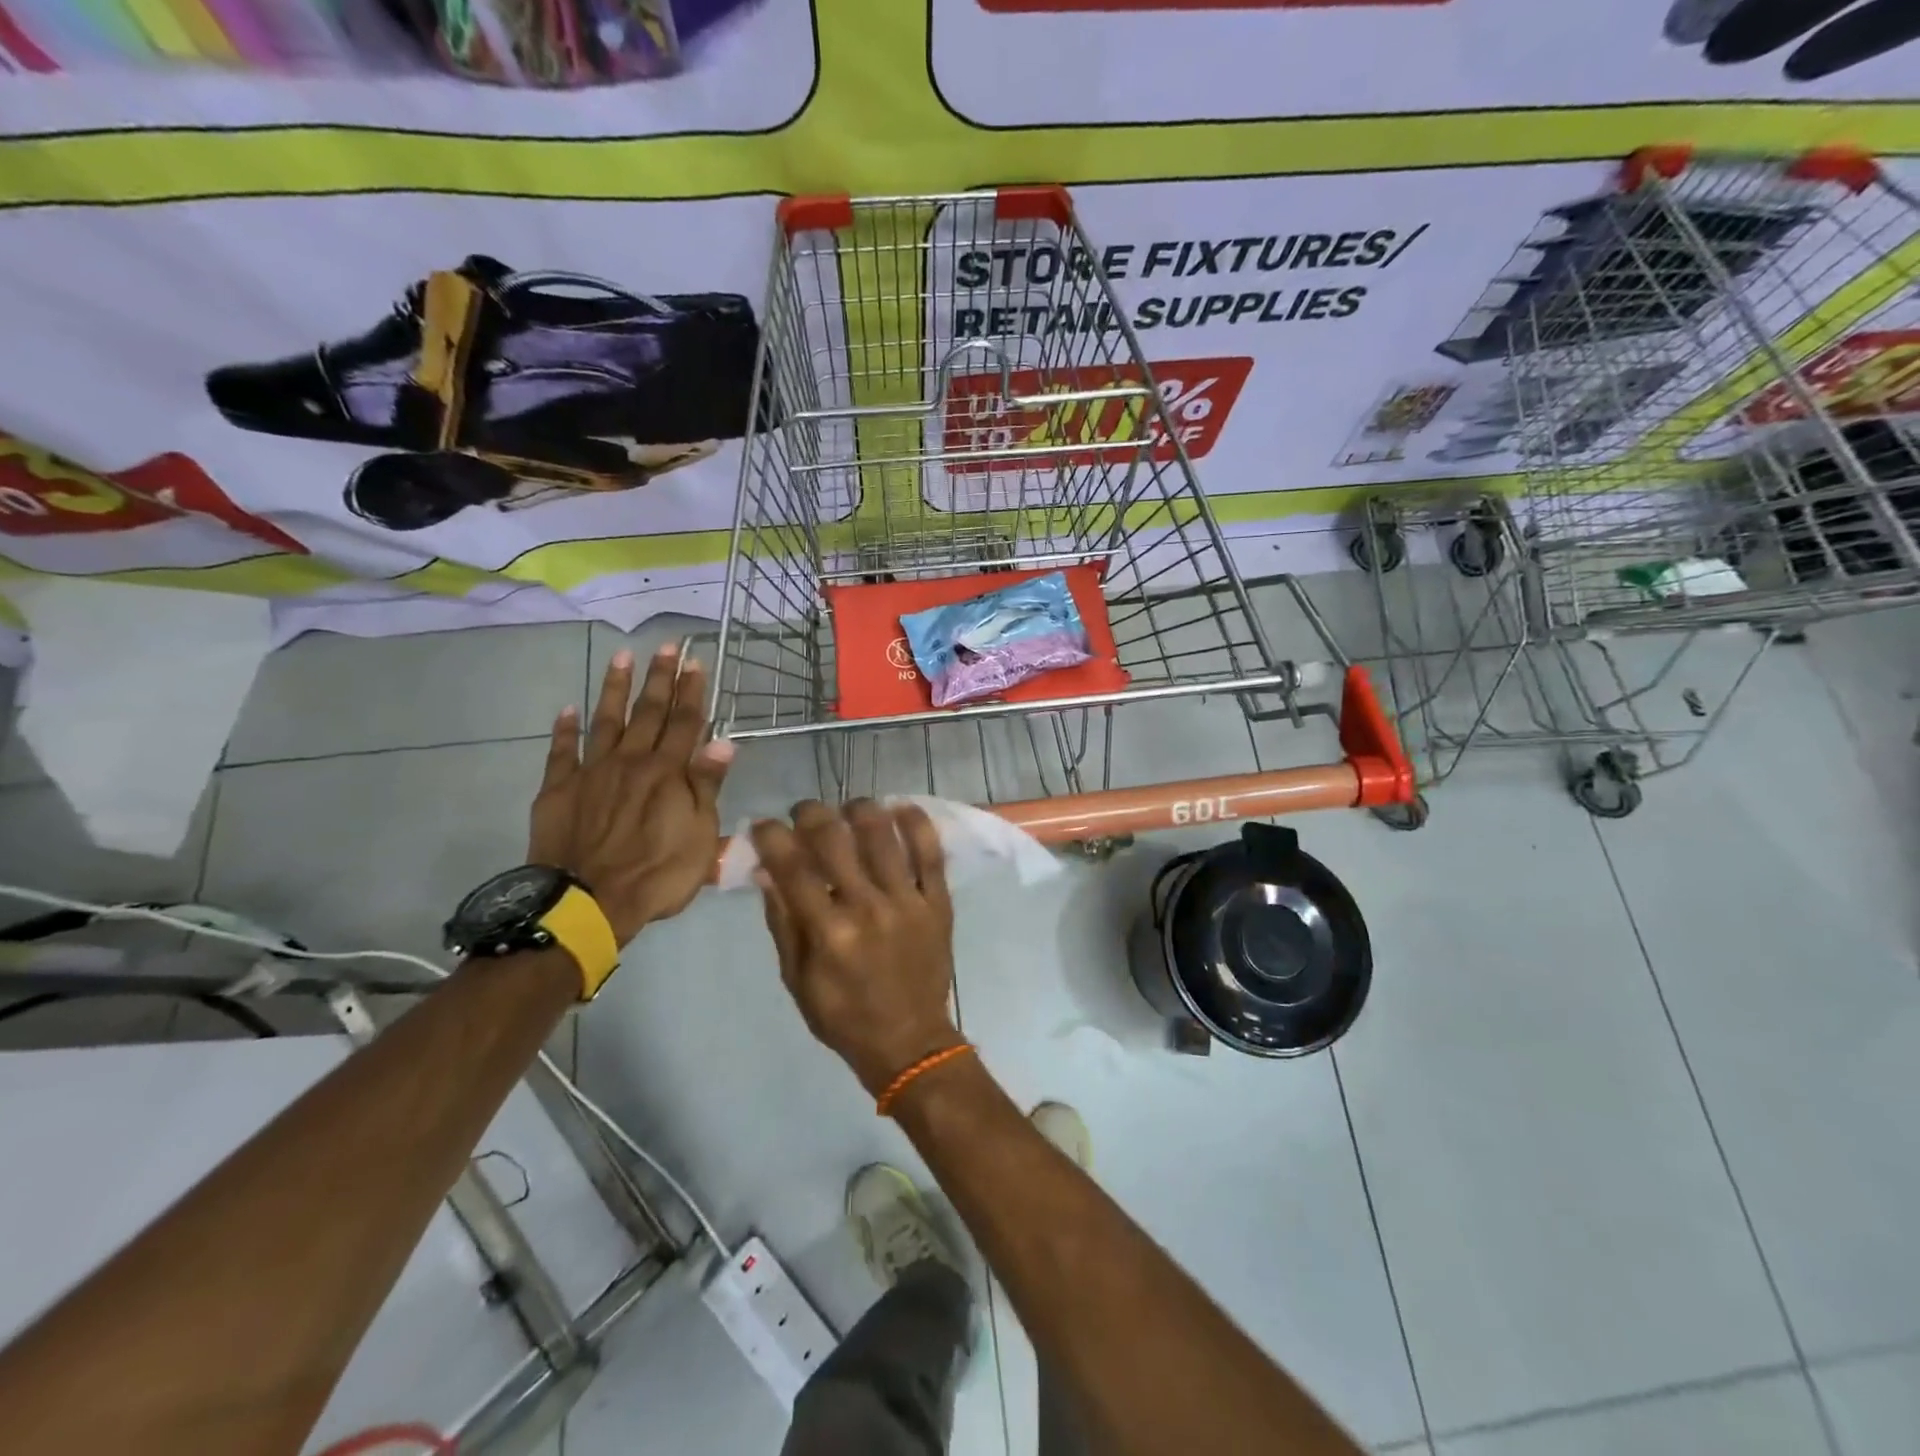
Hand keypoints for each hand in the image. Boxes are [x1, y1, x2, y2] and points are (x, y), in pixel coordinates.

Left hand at [528, 645, 733, 945]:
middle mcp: (631, 761)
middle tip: (666, 646)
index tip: (696, 661)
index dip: (692, 691)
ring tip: (621, 657)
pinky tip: (568, 709)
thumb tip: (724, 743)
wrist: (587, 903)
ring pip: (606, 720)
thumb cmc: (657, 874)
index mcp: (668, 773)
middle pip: (648, 713)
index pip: (686, 723)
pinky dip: (565, 729)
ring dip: (615, 688)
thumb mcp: (700, 836)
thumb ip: (707, 786)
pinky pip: (562, 752)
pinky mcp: (559, 789)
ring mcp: (592, 772)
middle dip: (659, 678)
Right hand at [750, 800, 961, 1097]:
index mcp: (828, 932)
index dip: (772, 836)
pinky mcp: (938, 903)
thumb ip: (783, 922)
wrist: (909, 1042)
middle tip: (805, 813)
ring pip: (883, 835)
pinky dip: (916, 824)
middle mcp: (867, 908)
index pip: (792, 867)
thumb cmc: (844, 1016)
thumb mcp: (798, 979)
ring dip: (860, 810)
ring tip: (849, 809)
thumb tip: (765, 871)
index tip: (764, 824)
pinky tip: (900, 807)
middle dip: (811, 814)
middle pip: (835, 839)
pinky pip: (931, 853)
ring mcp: (907, 902)